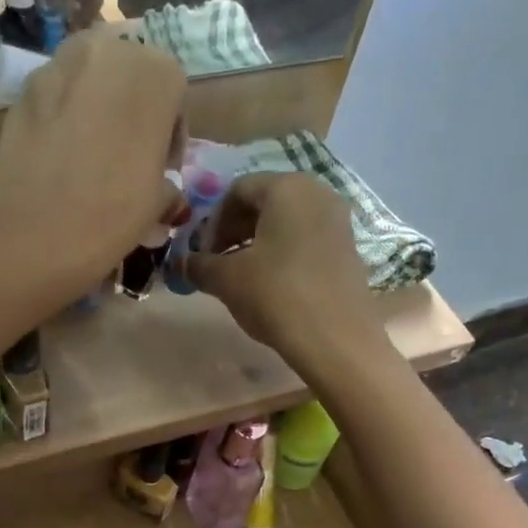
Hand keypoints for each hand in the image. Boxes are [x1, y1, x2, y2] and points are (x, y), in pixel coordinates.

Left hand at [0, 32, 186, 290]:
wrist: (36, 233)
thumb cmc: (113, 214)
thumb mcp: (157, 204)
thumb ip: (167, 184)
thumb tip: (164, 191)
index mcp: (157, 74)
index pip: (174, 95)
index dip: (169, 136)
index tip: (161, 168)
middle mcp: (110, 52)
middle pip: (129, 77)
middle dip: (131, 111)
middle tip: (125, 157)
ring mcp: (61, 64)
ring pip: (89, 80)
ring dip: (96, 107)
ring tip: (90, 152)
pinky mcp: (24, 87)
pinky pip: (55, 95)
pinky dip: (62, 115)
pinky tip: (58, 154)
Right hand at [188, 173, 382, 360]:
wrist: (335, 339)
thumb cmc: (276, 295)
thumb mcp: (226, 280)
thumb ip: (198, 265)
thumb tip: (180, 263)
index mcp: (287, 188)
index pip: (237, 190)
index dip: (212, 221)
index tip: (202, 254)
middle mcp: (317, 193)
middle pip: (264, 203)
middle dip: (234, 231)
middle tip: (218, 264)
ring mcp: (338, 221)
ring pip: (285, 223)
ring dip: (257, 245)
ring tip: (241, 278)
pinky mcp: (347, 250)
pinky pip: (305, 241)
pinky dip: (282, 255)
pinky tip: (271, 287)